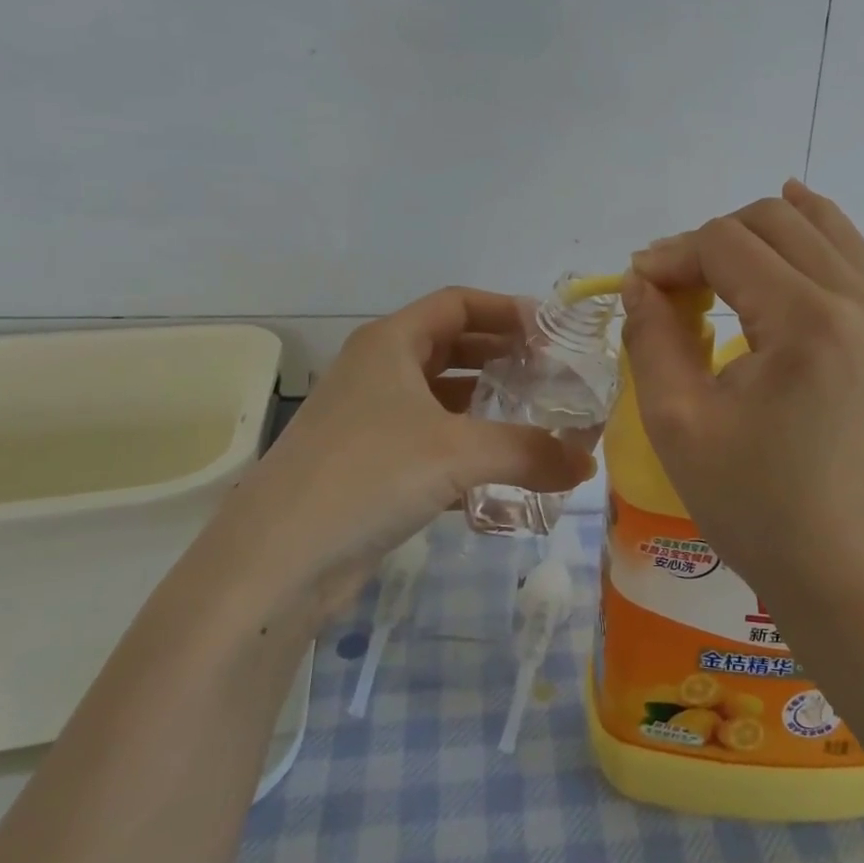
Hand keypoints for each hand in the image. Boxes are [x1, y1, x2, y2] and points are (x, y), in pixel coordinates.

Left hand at [222, 288, 594, 609]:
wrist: (276, 559)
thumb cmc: (366, 475)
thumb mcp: (456, 453)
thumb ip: (528, 452)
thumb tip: (587, 464)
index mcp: (391, 343)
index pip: (457, 303)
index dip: (505, 310)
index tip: (551, 332)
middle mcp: (379, 370)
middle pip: (451, 346)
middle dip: (502, 357)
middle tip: (551, 376)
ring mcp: (371, 418)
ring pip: (441, 397)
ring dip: (486, 405)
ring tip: (536, 419)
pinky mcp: (370, 464)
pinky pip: (430, 441)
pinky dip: (466, 447)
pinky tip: (500, 473)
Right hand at [621, 181, 863, 596]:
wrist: (844, 570)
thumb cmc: (753, 506)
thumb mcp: (677, 423)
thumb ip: (651, 336)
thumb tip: (641, 281)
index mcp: (807, 323)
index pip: (725, 244)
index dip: (672, 255)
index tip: (639, 287)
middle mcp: (859, 302)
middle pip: (771, 222)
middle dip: (710, 241)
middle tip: (673, 287)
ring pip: (816, 226)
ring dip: (757, 232)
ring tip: (716, 261)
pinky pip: (851, 253)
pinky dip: (814, 231)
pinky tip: (794, 211)